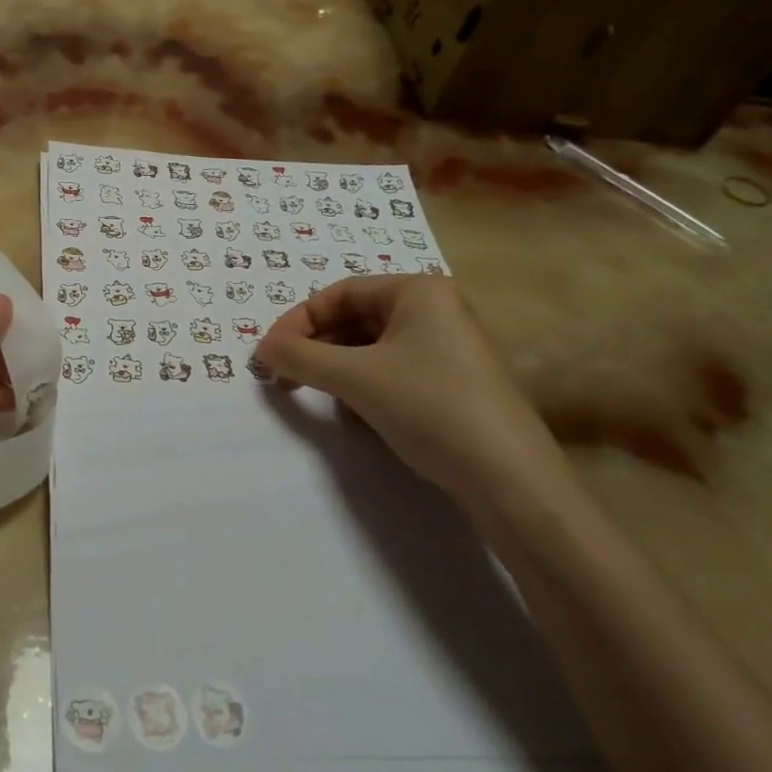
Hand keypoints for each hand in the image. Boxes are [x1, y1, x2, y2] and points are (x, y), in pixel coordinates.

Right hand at [256, 276, 567, 506]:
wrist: (508, 479)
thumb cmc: (429, 407)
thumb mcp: (355, 378)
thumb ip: (300, 357)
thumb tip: (262, 349)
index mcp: (418, 291)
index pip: (339, 293)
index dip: (298, 321)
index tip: (269, 353)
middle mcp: (435, 310)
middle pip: (354, 319)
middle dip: (316, 348)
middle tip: (283, 376)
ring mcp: (447, 348)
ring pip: (371, 348)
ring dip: (336, 369)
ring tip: (317, 395)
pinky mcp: (451, 383)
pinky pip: (392, 371)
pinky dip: (364, 386)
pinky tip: (356, 414)